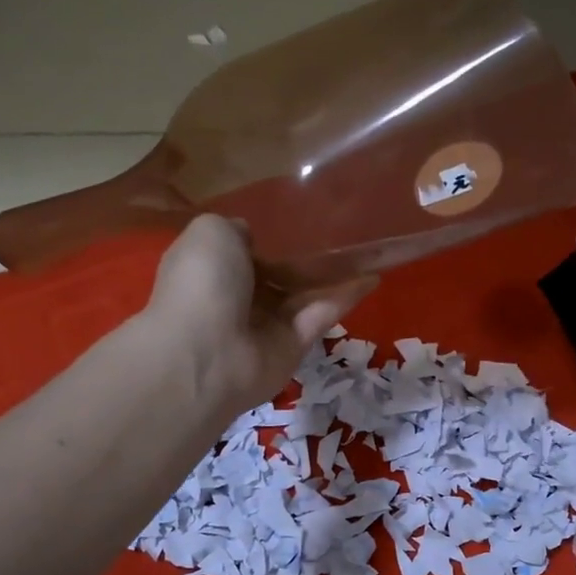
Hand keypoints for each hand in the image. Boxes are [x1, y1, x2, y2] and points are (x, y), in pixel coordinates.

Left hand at [143, 215, 375, 419]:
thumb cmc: (203, 283)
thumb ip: (235, 229)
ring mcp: (269, 324)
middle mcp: (240, 298)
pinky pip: (322, 315)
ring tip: (368, 251)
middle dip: (305, 258)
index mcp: (213, 270)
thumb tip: (252, 237)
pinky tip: (372, 277)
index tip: (296, 222)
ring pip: (305, 294)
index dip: (267, 240)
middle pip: (279, 275)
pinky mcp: (296, 345)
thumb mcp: (211, 232)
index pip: (243, 253)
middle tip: (342, 233)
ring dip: (334, 275)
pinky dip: (346, 297)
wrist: (208, 352)